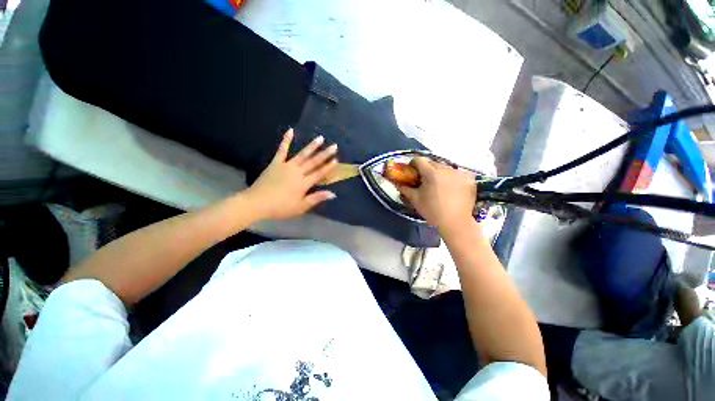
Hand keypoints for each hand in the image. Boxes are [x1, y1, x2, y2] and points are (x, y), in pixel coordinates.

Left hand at [245, 129, 337, 219]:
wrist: (257, 203)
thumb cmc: (281, 207)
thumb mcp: (301, 207)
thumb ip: (316, 198)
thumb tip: (333, 194)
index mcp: (304, 183)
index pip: (319, 174)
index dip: (328, 168)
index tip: (336, 160)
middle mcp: (297, 172)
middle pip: (314, 162)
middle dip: (325, 154)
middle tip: (334, 146)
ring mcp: (286, 166)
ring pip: (302, 154)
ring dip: (312, 146)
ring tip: (320, 138)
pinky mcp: (276, 163)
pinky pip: (282, 150)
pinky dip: (286, 140)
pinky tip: (290, 131)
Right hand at [398, 157, 476, 231]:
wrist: (455, 223)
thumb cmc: (432, 211)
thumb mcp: (415, 199)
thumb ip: (405, 188)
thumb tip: (397, 182)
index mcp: (431, 173)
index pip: (419, 160)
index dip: (413, 164)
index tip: (412, 171)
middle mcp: (446, 169)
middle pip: (433, 163)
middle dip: (426, 169)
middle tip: (424, 180)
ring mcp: (459, 173)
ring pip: (445, 167)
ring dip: (439, 172)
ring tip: (438, 184)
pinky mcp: (469, 178)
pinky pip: (457, 173)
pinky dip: (452, 177)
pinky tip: (451, 187)